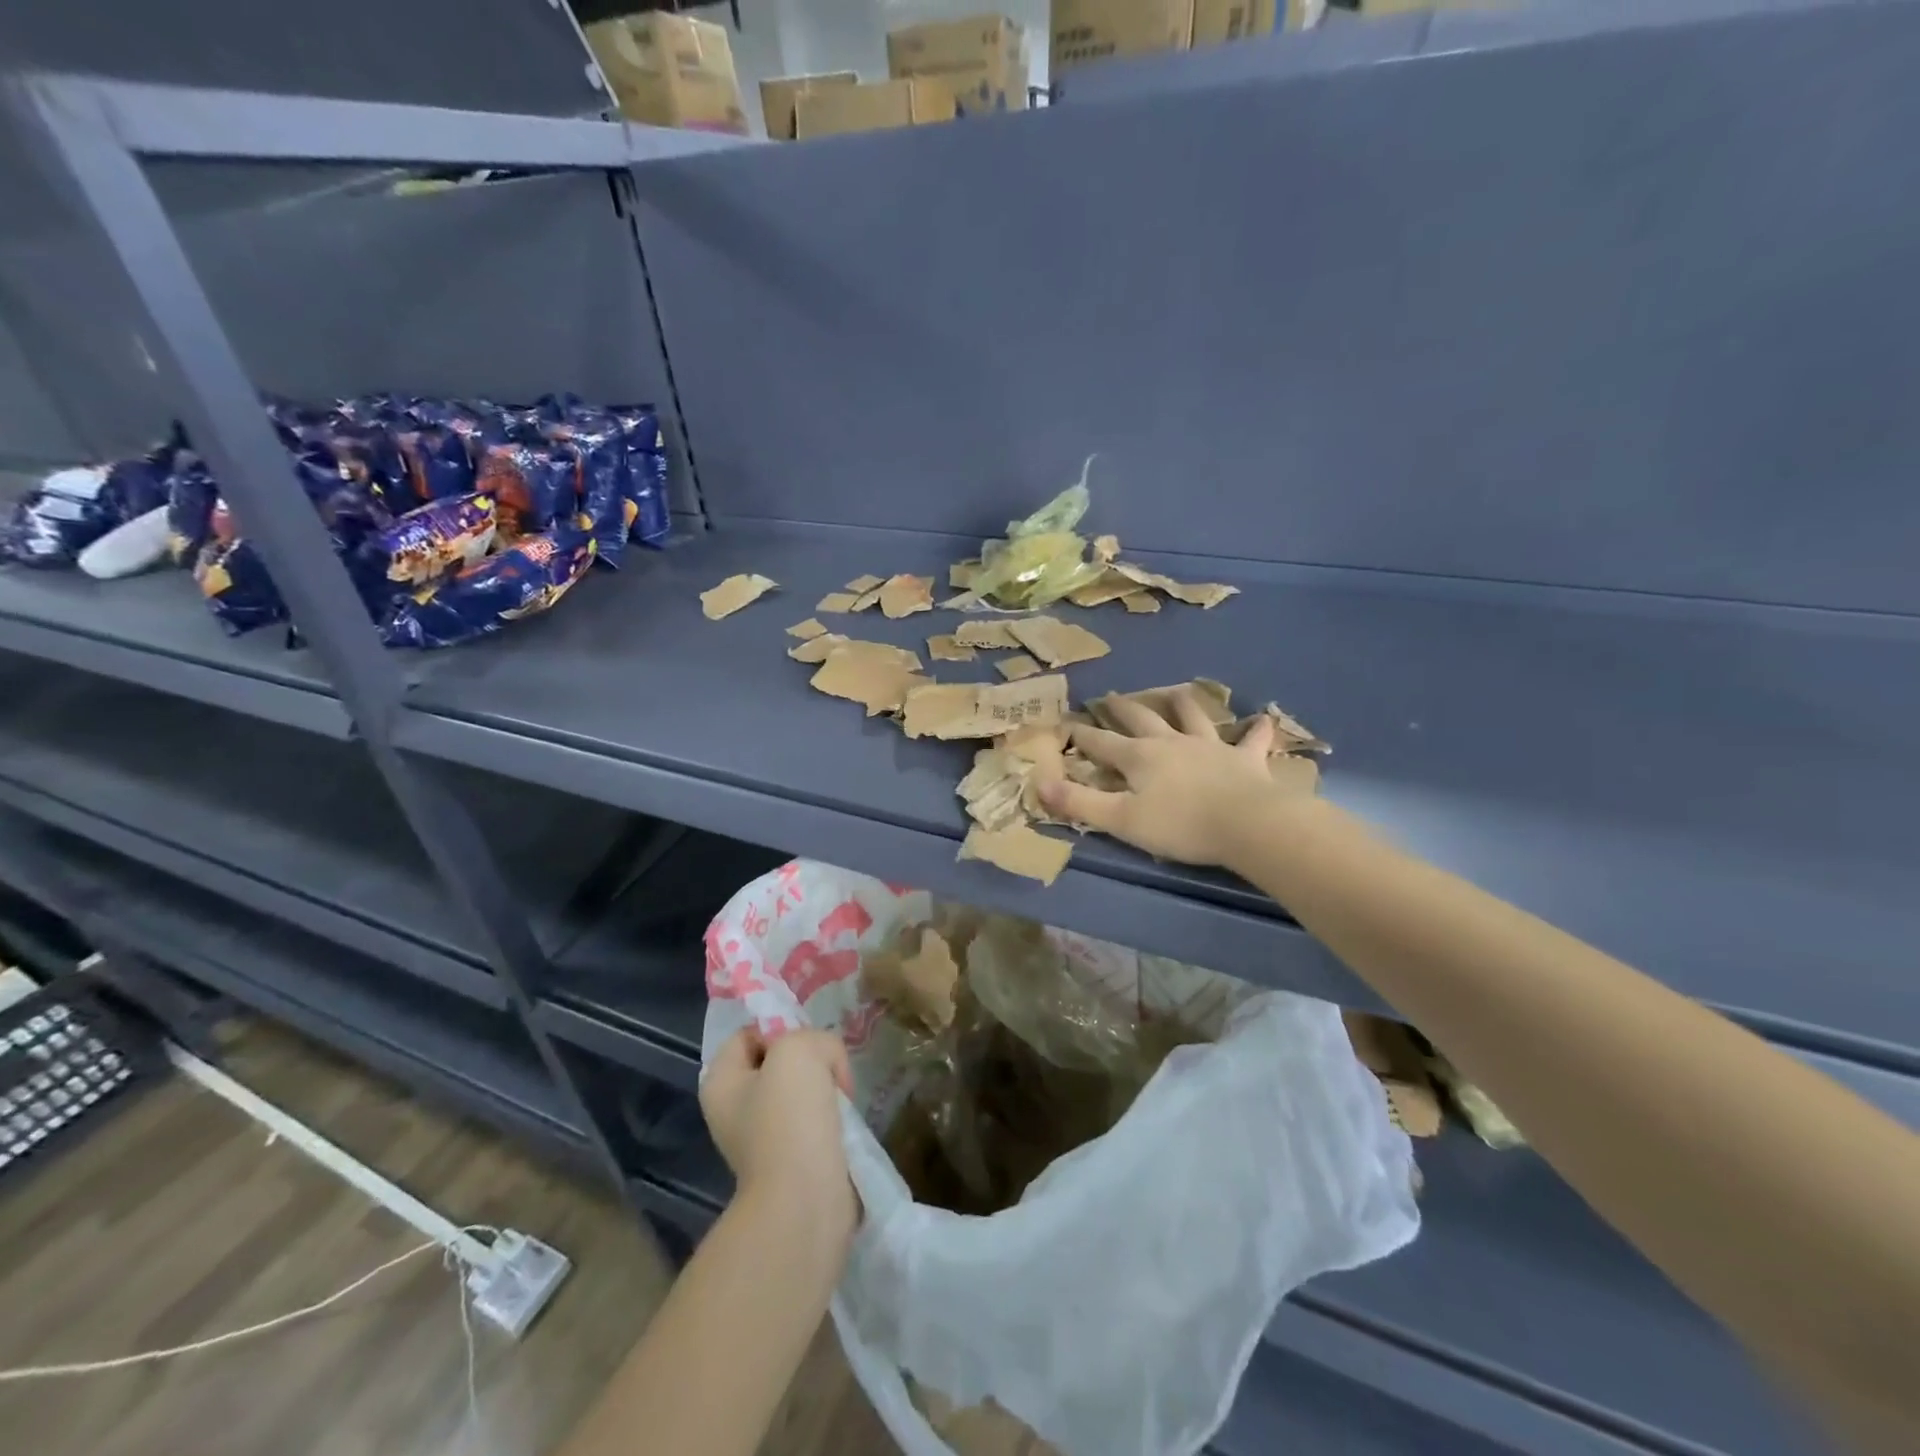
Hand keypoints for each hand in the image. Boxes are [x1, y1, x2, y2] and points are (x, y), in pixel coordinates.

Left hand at [701, 1026, 857, 1240]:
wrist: (805, 1199)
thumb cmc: (789, 1118)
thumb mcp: (798, 1049)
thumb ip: (812, 1036)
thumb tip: (826, 1063)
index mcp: (721, 1081)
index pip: (750, 1033)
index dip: (780, 1027)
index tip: (809, 1042)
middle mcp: (735, 1108)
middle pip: (779, 1060)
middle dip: (811, 1059)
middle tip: (831, 1069)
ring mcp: (763, 1136)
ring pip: (802, 1089)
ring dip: (826, 1087)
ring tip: (841, 1097)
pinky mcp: (793, 1158)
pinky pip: (815, 1119)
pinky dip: (833, 1115)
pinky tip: (844, 1121)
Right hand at [1037, 690, 1282, 866]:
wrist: (1247, 824)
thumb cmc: (1180, 825)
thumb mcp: (1120, 820)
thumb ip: (1079, 803)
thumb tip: (1039, 784)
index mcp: (1139, 757)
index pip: (1101, 742)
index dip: (1081, 735)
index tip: (1065, 724)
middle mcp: (1171, 742)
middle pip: (1142, 719)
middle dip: (1123, 709)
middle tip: (1112, 697)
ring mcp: (1210, 747)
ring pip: (1193, 717)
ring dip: (1182, 704)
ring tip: (1176, 693)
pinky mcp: (1245, 759)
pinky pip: (1252, 740)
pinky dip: (1257, 730)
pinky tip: (1264, 719)